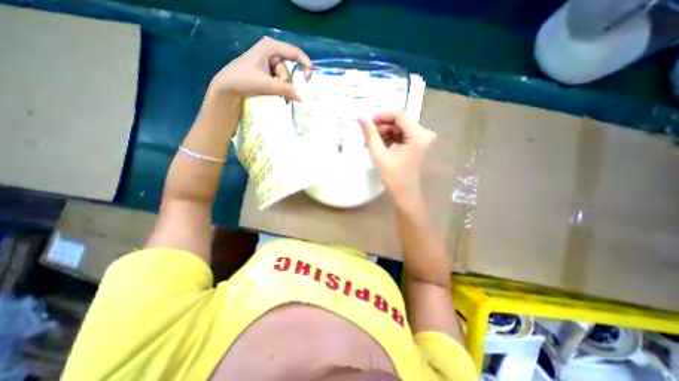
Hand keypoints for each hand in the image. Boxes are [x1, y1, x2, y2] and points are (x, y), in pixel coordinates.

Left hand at [210, 37, 312, 101]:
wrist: (228, 88)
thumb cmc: (244, 79)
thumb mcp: (267, 84)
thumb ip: (286, 90)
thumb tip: (302, 98)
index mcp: (270, 47)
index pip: (294, 52)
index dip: (305, 63)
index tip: (311, 76)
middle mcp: (271, 53)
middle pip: (288, 70)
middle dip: (286, 83)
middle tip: (280, 92)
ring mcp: (269, 63)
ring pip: (285, 78)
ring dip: (282, 88)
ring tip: (275, 95)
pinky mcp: (268, 72)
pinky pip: (280, 81)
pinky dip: (280, 89)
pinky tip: (278, 95)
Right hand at [358, 110, 436, 205]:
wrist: (404, 194)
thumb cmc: (393, 177)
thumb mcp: (379, 155)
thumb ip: (370, 134)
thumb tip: (360, 118)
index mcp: (418, 135)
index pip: (398, 115)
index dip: (381, 116)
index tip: (366, 122)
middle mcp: (423, 133)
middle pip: (399, 121)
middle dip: (381, 127)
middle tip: (366, 136)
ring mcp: (421, 139)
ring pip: (398, 128)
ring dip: (383, 134)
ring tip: (369, 144)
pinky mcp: (417, 144)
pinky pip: (401, 135)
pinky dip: (389, 139)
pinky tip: (379, 146)